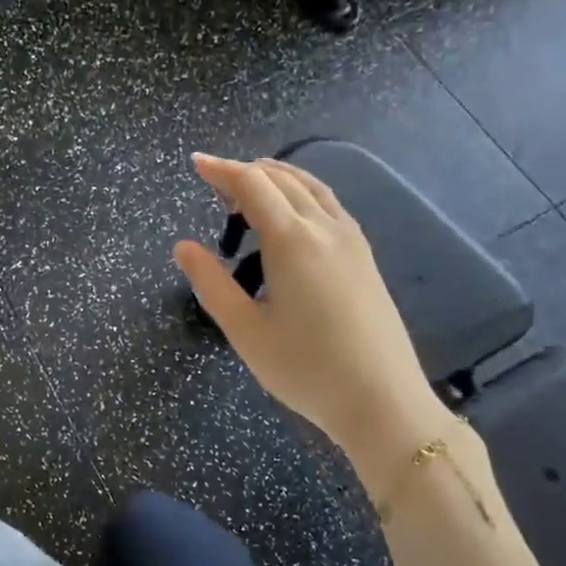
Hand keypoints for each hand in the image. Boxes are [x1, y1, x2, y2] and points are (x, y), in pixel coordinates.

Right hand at [174, 155, 450, 473]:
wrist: (383, 402)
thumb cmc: (305, 368)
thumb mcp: (245, 330)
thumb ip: (211, 282)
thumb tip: (183, 246)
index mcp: (292, 241)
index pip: (252, 185)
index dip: (221, 170)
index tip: (195, 163)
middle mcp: (325, 228)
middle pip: (282, 179)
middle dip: (245, 172)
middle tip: (214, 182)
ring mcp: (351, 240)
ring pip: (311, 188)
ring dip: (276, 178)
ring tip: (248, 188)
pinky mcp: (365, 257)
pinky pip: (329, 205)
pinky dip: (301, 194)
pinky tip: (291, 215)